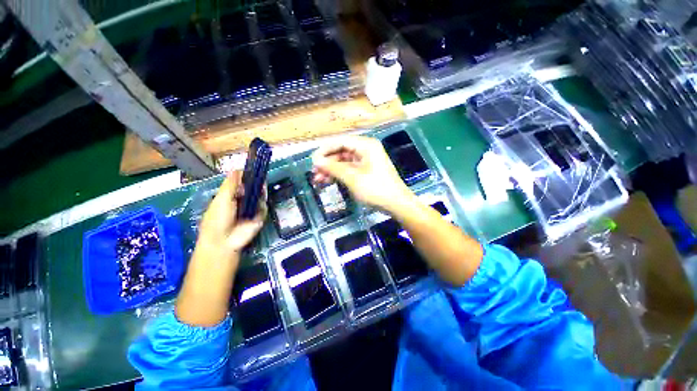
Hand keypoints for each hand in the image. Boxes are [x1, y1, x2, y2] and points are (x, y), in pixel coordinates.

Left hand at [196, 170, 266, 256]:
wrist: (224, 241)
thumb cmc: (218, 219)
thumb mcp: (222, 198)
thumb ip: (230, 184)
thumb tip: (236, 169)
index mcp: (230, 196)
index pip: (239, 184)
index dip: (245, 177)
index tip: (252, 171)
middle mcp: (241, 202)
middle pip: (252, 189)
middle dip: (256, 184)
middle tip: (260, 179)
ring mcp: (251, 209)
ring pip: (259, 197)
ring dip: (261, 192)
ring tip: (262, 188)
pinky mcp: (259, 217)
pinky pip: (263, 208)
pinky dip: (263, 205)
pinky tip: (261, 202)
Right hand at [311, 136, 413, 210]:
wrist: (396, 204)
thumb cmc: (375, 189)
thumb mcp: (352, 178)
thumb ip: (333, 168)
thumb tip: (316, 161)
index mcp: (366, 145)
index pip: (341, 141)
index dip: (325, 150)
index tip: (313, 160)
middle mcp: (366, 150)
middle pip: (341, 152)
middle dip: (327, 162)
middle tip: (314, 173)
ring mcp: (366, 161)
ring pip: (344, 162)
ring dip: (331, 170)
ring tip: (318, 180)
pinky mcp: (366, 171)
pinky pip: (349, 169)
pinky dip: (339, 175)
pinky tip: (328, 181)